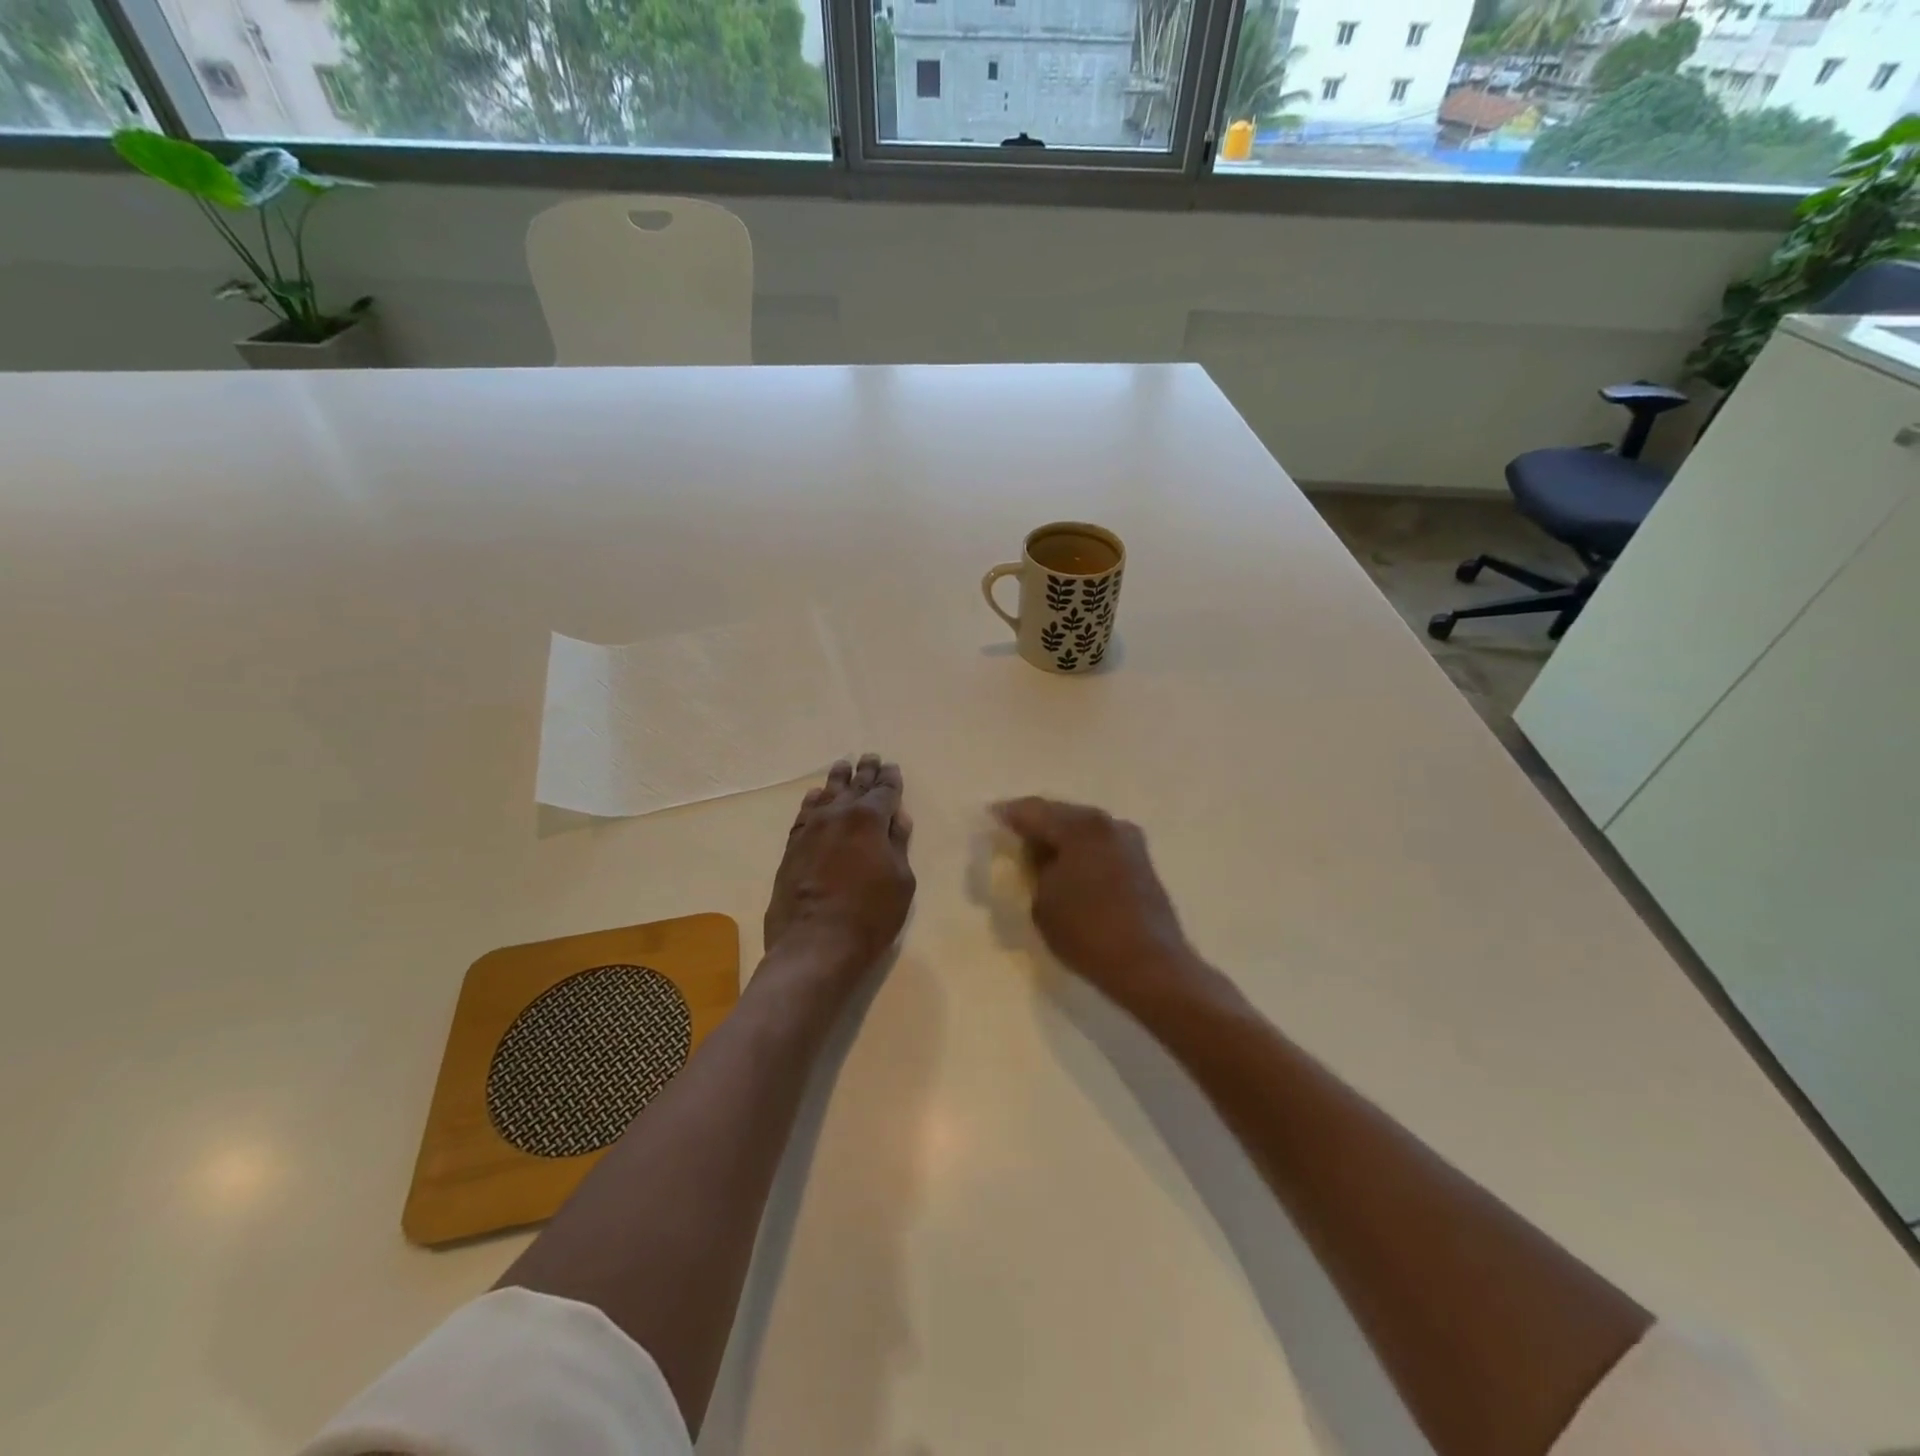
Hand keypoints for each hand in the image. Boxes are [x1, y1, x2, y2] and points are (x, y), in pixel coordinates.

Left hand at [764, 755, 915, 978]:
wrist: (815, 944)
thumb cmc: (870, 915)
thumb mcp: (901, 881)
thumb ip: (898, 844)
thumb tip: (897, 818)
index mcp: (870, 819)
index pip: (885, 791)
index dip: (891, 779)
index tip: (892, 767)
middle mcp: (839, 815)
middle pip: (855, 786)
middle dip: (865, 771)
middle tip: (870, 757)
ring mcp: (811, 829)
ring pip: (827, 794)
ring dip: (838, 779)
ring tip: (843, 766)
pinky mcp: (792, 847)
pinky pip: (804, 814)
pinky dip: (812, 801)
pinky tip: (815, 795)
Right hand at [992, 798, 1195, 1008]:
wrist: (1150, 965)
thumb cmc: (1088, 932)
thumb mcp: (1042, 902)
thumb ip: (1035, 870)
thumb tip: (1037, 855)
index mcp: (1079, 827)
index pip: (1032, 810)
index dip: (1008, 814)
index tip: (991, 817)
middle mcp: (1106, 823)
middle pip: (1061, 813)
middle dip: (1037, 823)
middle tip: (1013, 836)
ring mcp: (1129, 841)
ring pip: (1083, 828)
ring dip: (1061, 837)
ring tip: (1039, 854)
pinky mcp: (1141, 861)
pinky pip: (1099, 844)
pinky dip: (1080, 850)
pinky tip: (1068, 867)